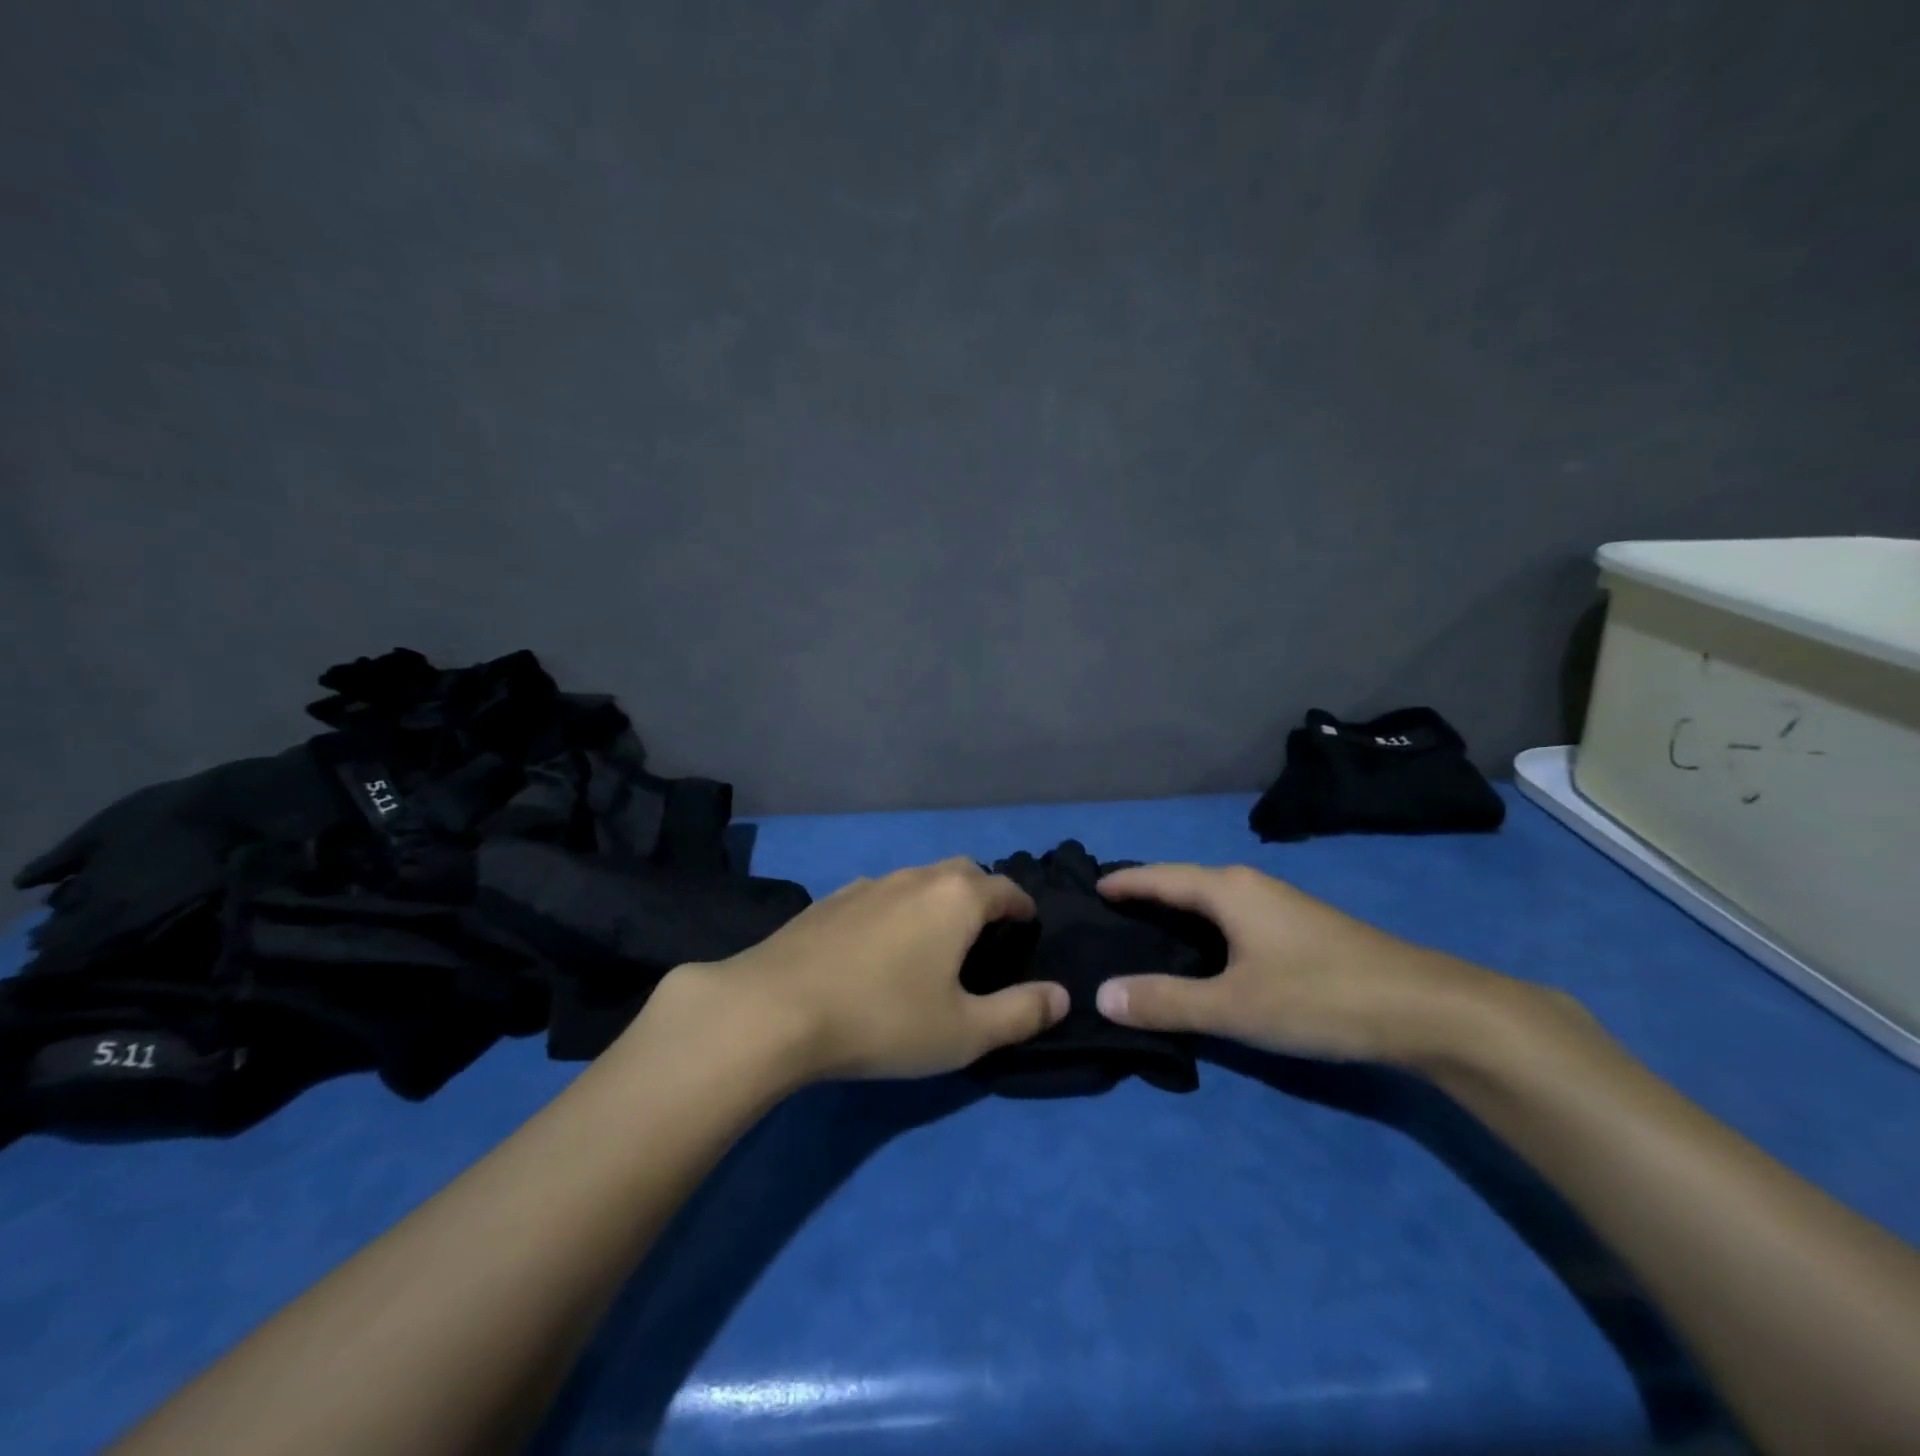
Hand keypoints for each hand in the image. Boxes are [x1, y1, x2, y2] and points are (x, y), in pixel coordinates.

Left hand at [671, 857, 1068, 1082]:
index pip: (1004, 887)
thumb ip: (1020, 1013)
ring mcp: (867, 885)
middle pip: (961, 873)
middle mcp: (914, 877)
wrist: (775, 1009)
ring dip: (936, 900)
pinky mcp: (829, 901)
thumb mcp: (964, 1031)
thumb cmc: (883, 1018)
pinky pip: (879, 895)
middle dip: (981, 894)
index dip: (1022, 906)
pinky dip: (895, 910)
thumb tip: (1062, 996)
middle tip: (985, 932)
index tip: (1028, 925)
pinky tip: (880, 946)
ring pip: (917, 880)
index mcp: (955, 898)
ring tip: (934, 939)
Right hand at [1092, 863, 1527, 1067]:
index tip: (1092, 887)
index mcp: (1228, 890)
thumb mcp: (1235, 1006)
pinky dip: (1206, 927)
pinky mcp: (1303, 930)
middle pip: (1185, 883)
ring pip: (1214, 900)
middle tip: (1110, 913)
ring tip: (1148, 931)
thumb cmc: (1321, 996)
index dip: (1125, 883)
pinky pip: (1235, 917)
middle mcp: (1252, 886)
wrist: (1428, 1009)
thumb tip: (1100, 994)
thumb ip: (1166, 1001)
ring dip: (1178, 911)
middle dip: (1147, 893)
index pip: (1160, 877)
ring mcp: (1282, 906)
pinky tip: (1207, 953)